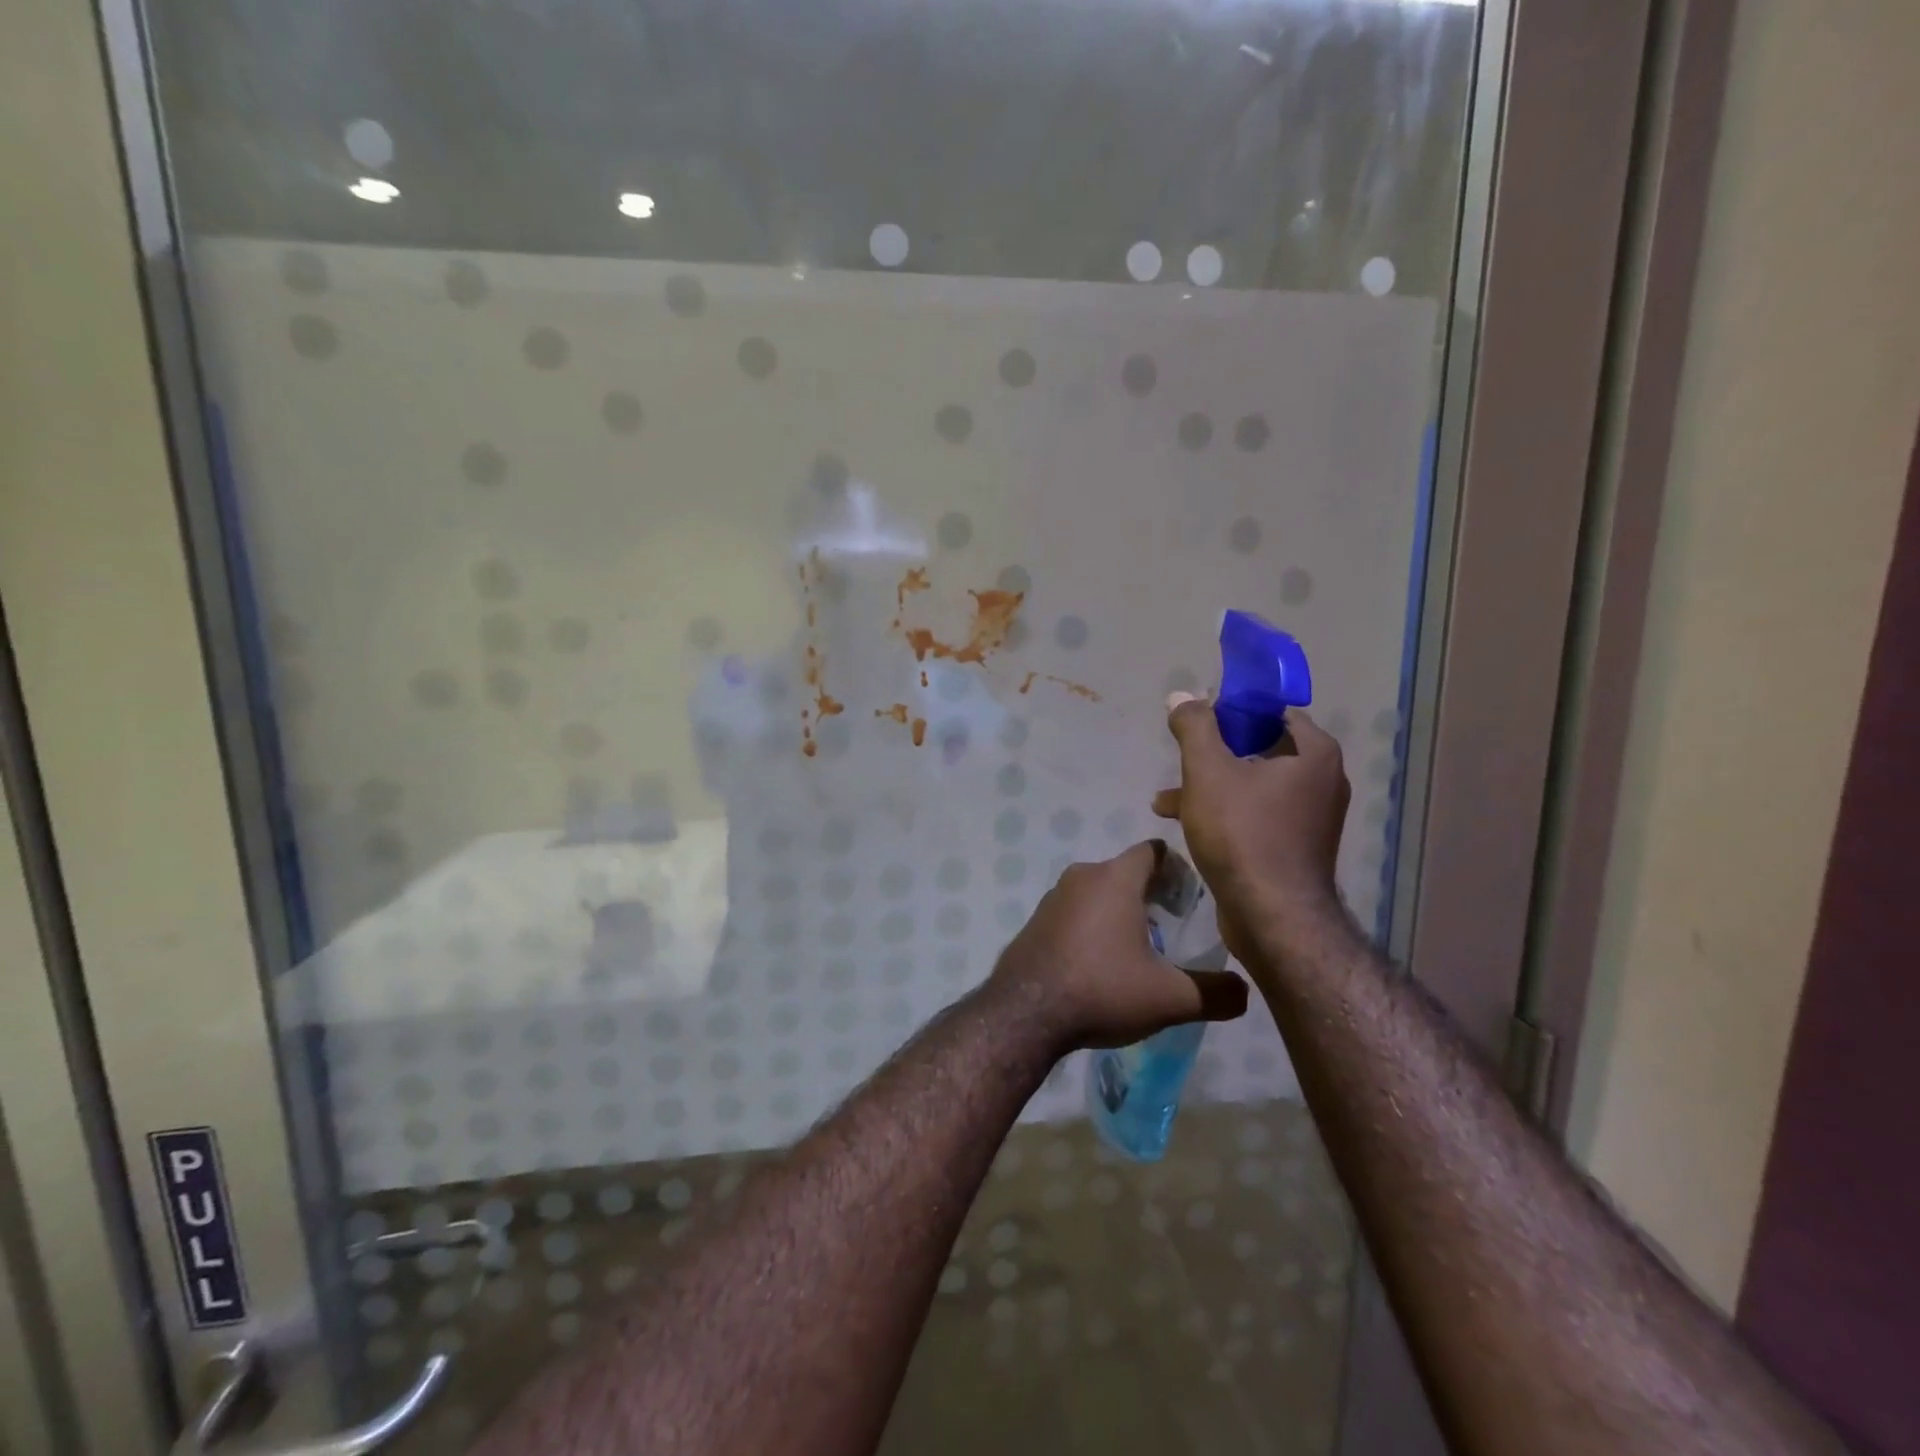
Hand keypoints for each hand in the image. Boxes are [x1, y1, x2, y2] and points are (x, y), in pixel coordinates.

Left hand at [988, 841, 1248, 1051]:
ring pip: (1098, 892)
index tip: (1191, 900)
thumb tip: (1246, 992)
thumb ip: (1214, 993)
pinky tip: (1100, 963)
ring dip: (1119, 912)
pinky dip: (1092, 926)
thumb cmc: (1103, 990)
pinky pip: (1074, 912)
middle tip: (1172, 928)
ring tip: (1138, 950)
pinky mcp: (1036, 920)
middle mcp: (1082, 875)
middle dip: (1150, 894)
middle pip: (1125, 872)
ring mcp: (1053, 897)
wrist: (1026, 1014)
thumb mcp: (1169, 998)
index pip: (1153, 851)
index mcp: (1115, 878)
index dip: (1177, 869)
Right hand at [1151, 695, 1349, 957]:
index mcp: (1314, 754)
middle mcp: (1322, 781)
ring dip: (1210, 787)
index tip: (1199, 721)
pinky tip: (1184, 825)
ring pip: (1252, 786)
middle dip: (1214, 754)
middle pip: (1260, 749)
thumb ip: (1194, 727)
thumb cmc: (1242, 833)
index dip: (1233, 710)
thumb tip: (1181, 695)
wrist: (1271, 917)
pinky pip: (1256, 815)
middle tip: (1181, 759)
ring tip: (1166, 800)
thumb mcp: (1207, 771)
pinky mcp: (1295, 848)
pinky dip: (1224, 813)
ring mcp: (1311, 818)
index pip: (1273, 712)